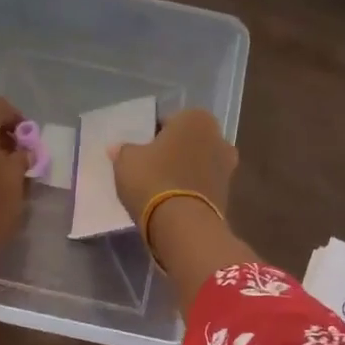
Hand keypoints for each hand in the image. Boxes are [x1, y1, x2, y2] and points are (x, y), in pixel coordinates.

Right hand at [110, 108, 238, 224]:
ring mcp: (227, 168)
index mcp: (196, 118)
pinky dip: (190, 191)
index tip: (140, 151)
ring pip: (197, 165)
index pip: (169, 121)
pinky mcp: (227, 196)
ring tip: (159, 188)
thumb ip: (124, 150)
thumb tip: (118, 148)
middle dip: (173, 152)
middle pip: (188, 142)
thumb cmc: (153, 180)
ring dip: (183, 172)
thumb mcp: (127, 161)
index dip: (152, 136)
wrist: (183, 225)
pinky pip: (202, 187)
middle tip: (149, 168)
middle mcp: (218, 137)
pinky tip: (171, 203)